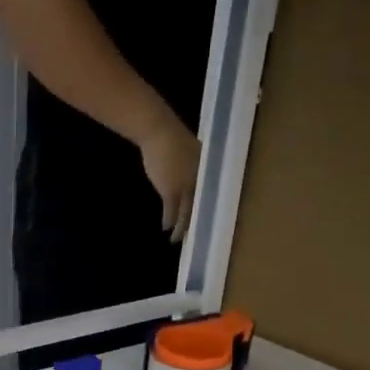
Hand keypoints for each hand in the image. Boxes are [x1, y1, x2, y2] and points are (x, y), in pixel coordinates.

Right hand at [136, 115, 200, 240]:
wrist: (158, 131)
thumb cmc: (170, 136)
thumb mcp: (190, 150)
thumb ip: (193, 165)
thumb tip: (190, 176)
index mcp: (207, 168)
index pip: (211, 193)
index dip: (208, 208)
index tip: (206, 220)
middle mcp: (200, 180)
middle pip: (201, 207)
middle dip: (196, 223)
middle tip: (195, 237)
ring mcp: (187, 187)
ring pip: (186, 214)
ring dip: (181, 228)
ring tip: (177, 238)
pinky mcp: (171, 191)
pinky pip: (171, 212)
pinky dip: (168, 222)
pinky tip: (166, 229)